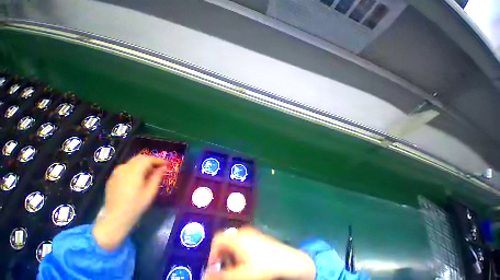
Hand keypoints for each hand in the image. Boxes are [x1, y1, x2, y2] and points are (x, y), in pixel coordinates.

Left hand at [93, 155, 166, 250]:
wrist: (115, 219)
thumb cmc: (136, 205)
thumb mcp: (151, 191)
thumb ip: (157, 176)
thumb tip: (164, 167)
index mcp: (133, 172)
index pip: (148, 159)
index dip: (159, 160)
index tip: (167, 164)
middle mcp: (123, 169)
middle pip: (139, 158)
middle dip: (151, 160)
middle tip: (160, 167)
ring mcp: (116, 173)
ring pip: (132, 162)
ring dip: (143, 163)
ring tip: (151, 172)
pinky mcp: (112, 178)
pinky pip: (126, 167)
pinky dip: (135, 168)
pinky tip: (139, 177)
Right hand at [205, 227, 314, 279]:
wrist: (288, 262)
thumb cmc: (264, 267)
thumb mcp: (241, 274)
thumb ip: (222, 276)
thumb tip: (206, 275)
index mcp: (237, 237)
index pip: (217, 240)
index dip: (212, 254)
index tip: (214, 270)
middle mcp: (243, 232)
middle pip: (226, 242)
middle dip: (222, 258)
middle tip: (227, 272)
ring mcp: (251, 234)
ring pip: (234, 244)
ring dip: (231, 257)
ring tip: (237, 270)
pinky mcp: (258, 238)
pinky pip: (243, 244)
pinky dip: (240, 255)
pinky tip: (248, 265)